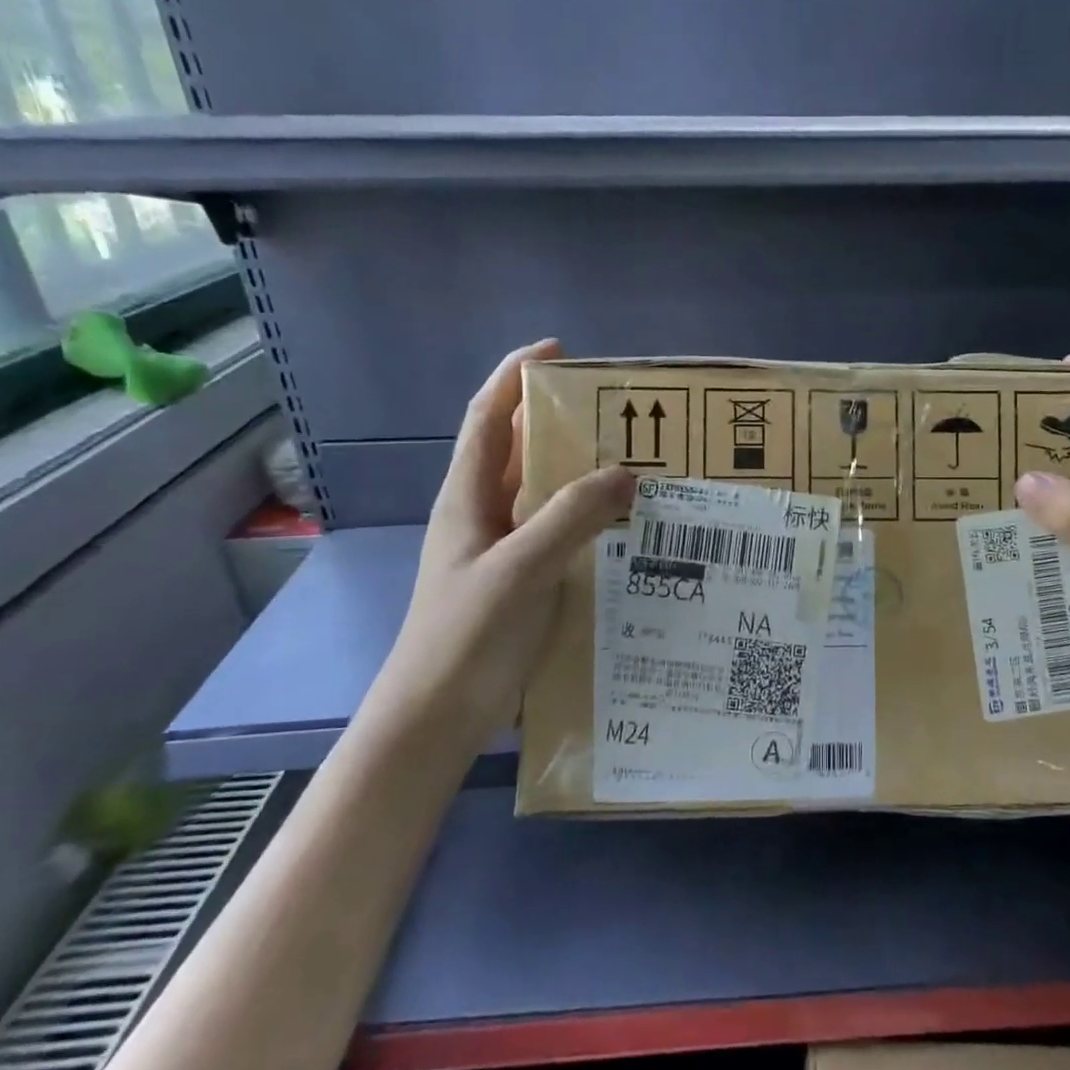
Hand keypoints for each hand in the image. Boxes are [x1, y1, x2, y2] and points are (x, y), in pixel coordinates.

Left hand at [376, 339, 632, 737]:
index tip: (557, 351)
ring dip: (578, 476)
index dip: (514, 377)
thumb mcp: (522, 568)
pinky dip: (586, 523)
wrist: (436, 718)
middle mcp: (481, 517)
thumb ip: (572, 517)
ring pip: (541, 497)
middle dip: (559, 423)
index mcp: (468, 499)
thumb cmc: (468, 635)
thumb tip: (626, 474)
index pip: (488, 418)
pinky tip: (623, 532)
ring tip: (633, 466)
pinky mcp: (520, 585)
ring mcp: (500, 553)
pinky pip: (557, 537)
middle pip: (519, 453)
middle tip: (619, 415)